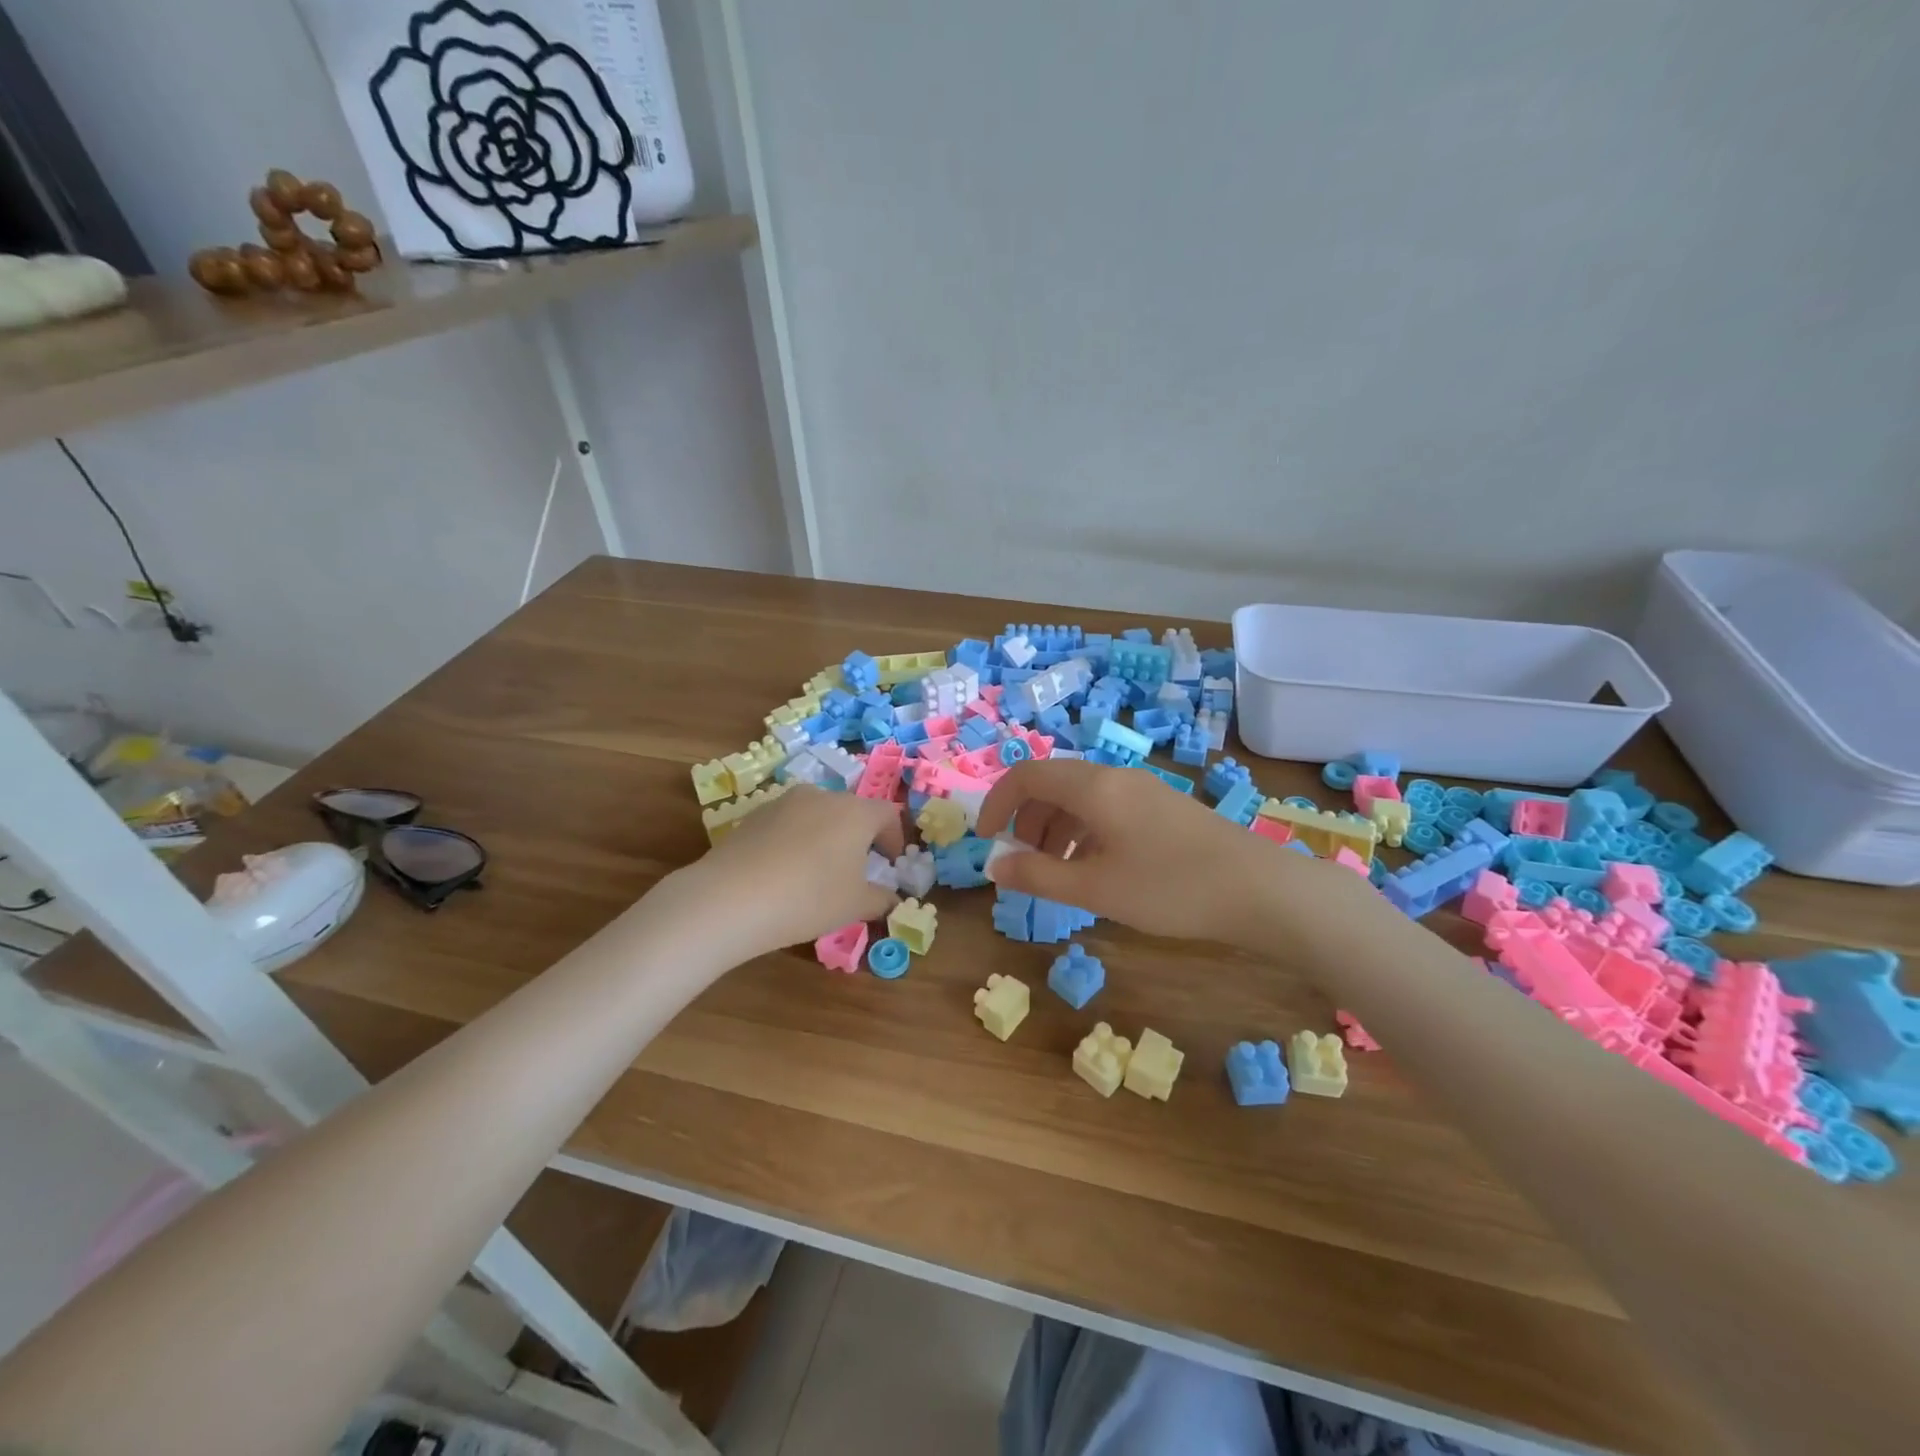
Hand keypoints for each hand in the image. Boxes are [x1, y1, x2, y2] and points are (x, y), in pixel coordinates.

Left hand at [672, 786, 905, 959]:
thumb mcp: (855, 906)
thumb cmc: (809, 898)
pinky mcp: (754, 815)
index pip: (888, 814)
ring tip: (818, 870)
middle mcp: (822, 796)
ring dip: (826, 836)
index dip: (894, 838)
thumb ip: (881, 899)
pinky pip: (788, 824)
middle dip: (859, 837)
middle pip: (851, 810)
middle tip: (857, 868)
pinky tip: (785, 872)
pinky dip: (796, 841)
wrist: (730, 898)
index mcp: (855, 811)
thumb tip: (890, 898)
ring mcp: (785, 802)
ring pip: (817, 815)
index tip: (891, 864)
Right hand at [976, 758, 1336, 941]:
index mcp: (1093, 787)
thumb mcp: (1094, 888)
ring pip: (1081, 797)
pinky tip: (1095, 867)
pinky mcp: (1164, 808)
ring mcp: (1144, 789)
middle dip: (1026, 819)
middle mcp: (1116, 776)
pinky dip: (1085, 831)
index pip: (1027, 775)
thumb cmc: (1169, 889)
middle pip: (1053, 784)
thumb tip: (994, 865)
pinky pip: (1108, 808)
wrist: (1260, 891)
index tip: (985, 840)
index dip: (997, 802)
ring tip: (1055, 870)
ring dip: (1055, 827)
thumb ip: (1037, 875)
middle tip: (1022, 861)